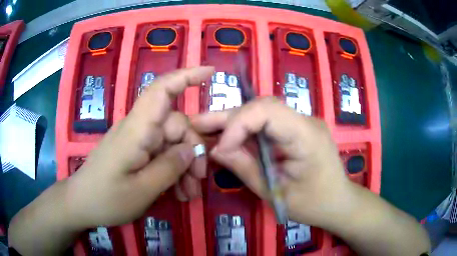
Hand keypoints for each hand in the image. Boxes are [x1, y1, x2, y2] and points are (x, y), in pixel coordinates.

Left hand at [67, 66, 213, 227]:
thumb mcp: (142, 190)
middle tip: (197, 182)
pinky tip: (178, 192)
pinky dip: (172, 172)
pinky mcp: (134, 153)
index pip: (161, 91)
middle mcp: (138, 129)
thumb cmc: (106, 198)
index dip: (187, 76)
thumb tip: (191, 149)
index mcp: (137, 130)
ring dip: (184, 167)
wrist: (81, 204)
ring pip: (171, 143)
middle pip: (176, 125)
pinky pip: (160, 155)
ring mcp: (136, 141)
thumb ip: (169, 167)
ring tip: (188, 194)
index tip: (211, 72)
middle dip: (192, 151)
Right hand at [192, 98, 351, 226]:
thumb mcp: (276, 192)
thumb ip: (245, 168)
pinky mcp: (297, 130)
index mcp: (306, 135)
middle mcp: (305, 120)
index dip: (237, 124)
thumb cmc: (313, 203)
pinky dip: (246, 130)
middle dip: (228, 117)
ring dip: (233, 121)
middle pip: (261, 107)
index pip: (267, 111)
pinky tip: (228, 136)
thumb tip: (216, 150)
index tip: (220, 148)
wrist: (339, 202)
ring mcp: (302, 123)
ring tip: (206, 128)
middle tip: (197, 124)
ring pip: (262, 113)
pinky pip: (268, 124)